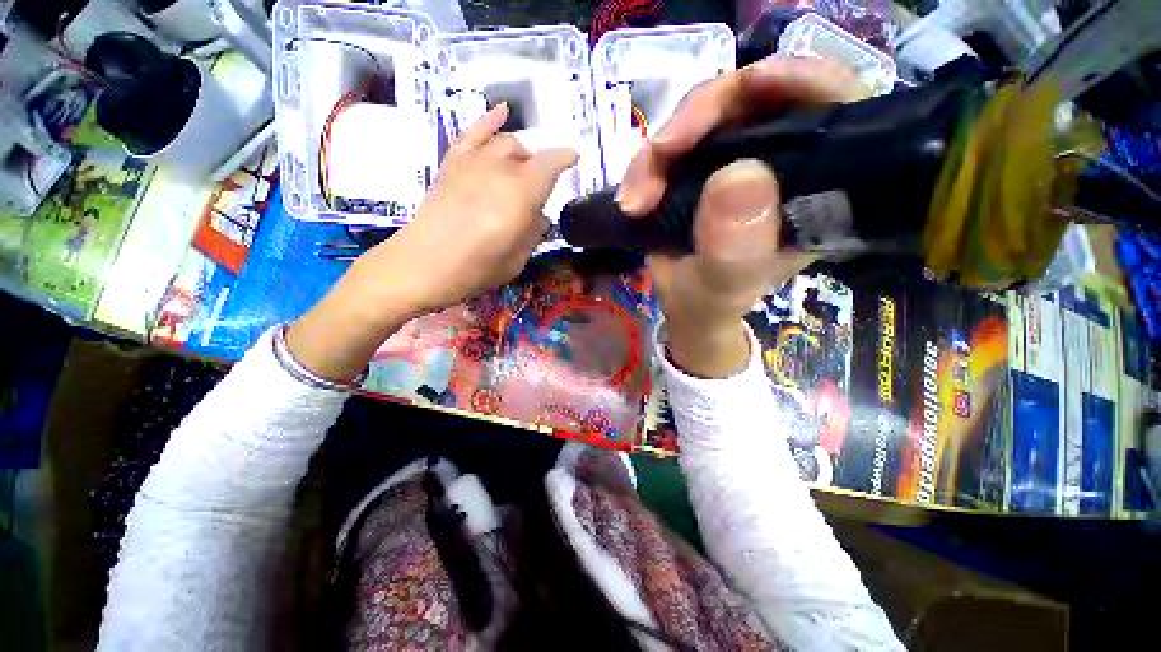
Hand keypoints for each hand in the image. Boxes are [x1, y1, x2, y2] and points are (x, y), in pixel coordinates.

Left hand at [288, 104, 577, 380]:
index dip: (565, 159)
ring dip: (520, 152)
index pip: (550, 164)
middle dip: (540, 168)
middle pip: (528, 155)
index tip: (575, 159)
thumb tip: (539, 216)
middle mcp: (498, 170)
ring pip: (505, 142)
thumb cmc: (473, 271)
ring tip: (523, 167)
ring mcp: (472, 162)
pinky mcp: (452, 164)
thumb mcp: (515, 261)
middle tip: (541, 190)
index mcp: (520, 195)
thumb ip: (532, 234)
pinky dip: (489, 120)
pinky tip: (502, 111)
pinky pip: (473, 133)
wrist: (420, 266)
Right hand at [618, 56, 862, 377]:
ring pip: (706, 117)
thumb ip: (734, 248)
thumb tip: (738, 177)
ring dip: (662, 149)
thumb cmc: (712, 302)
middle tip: (660, 153)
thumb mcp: (723, 285)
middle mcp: (783, 164)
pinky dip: (650, 162)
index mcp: (815, 190)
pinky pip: (677, 142)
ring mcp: (740, 159)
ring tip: (635, 198)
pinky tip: (634, 194)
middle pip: (757, 98)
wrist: (685, 307)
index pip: (837, 107)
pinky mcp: (704, 165)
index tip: (755, 83)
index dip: (803, 79)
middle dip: (702, 116)